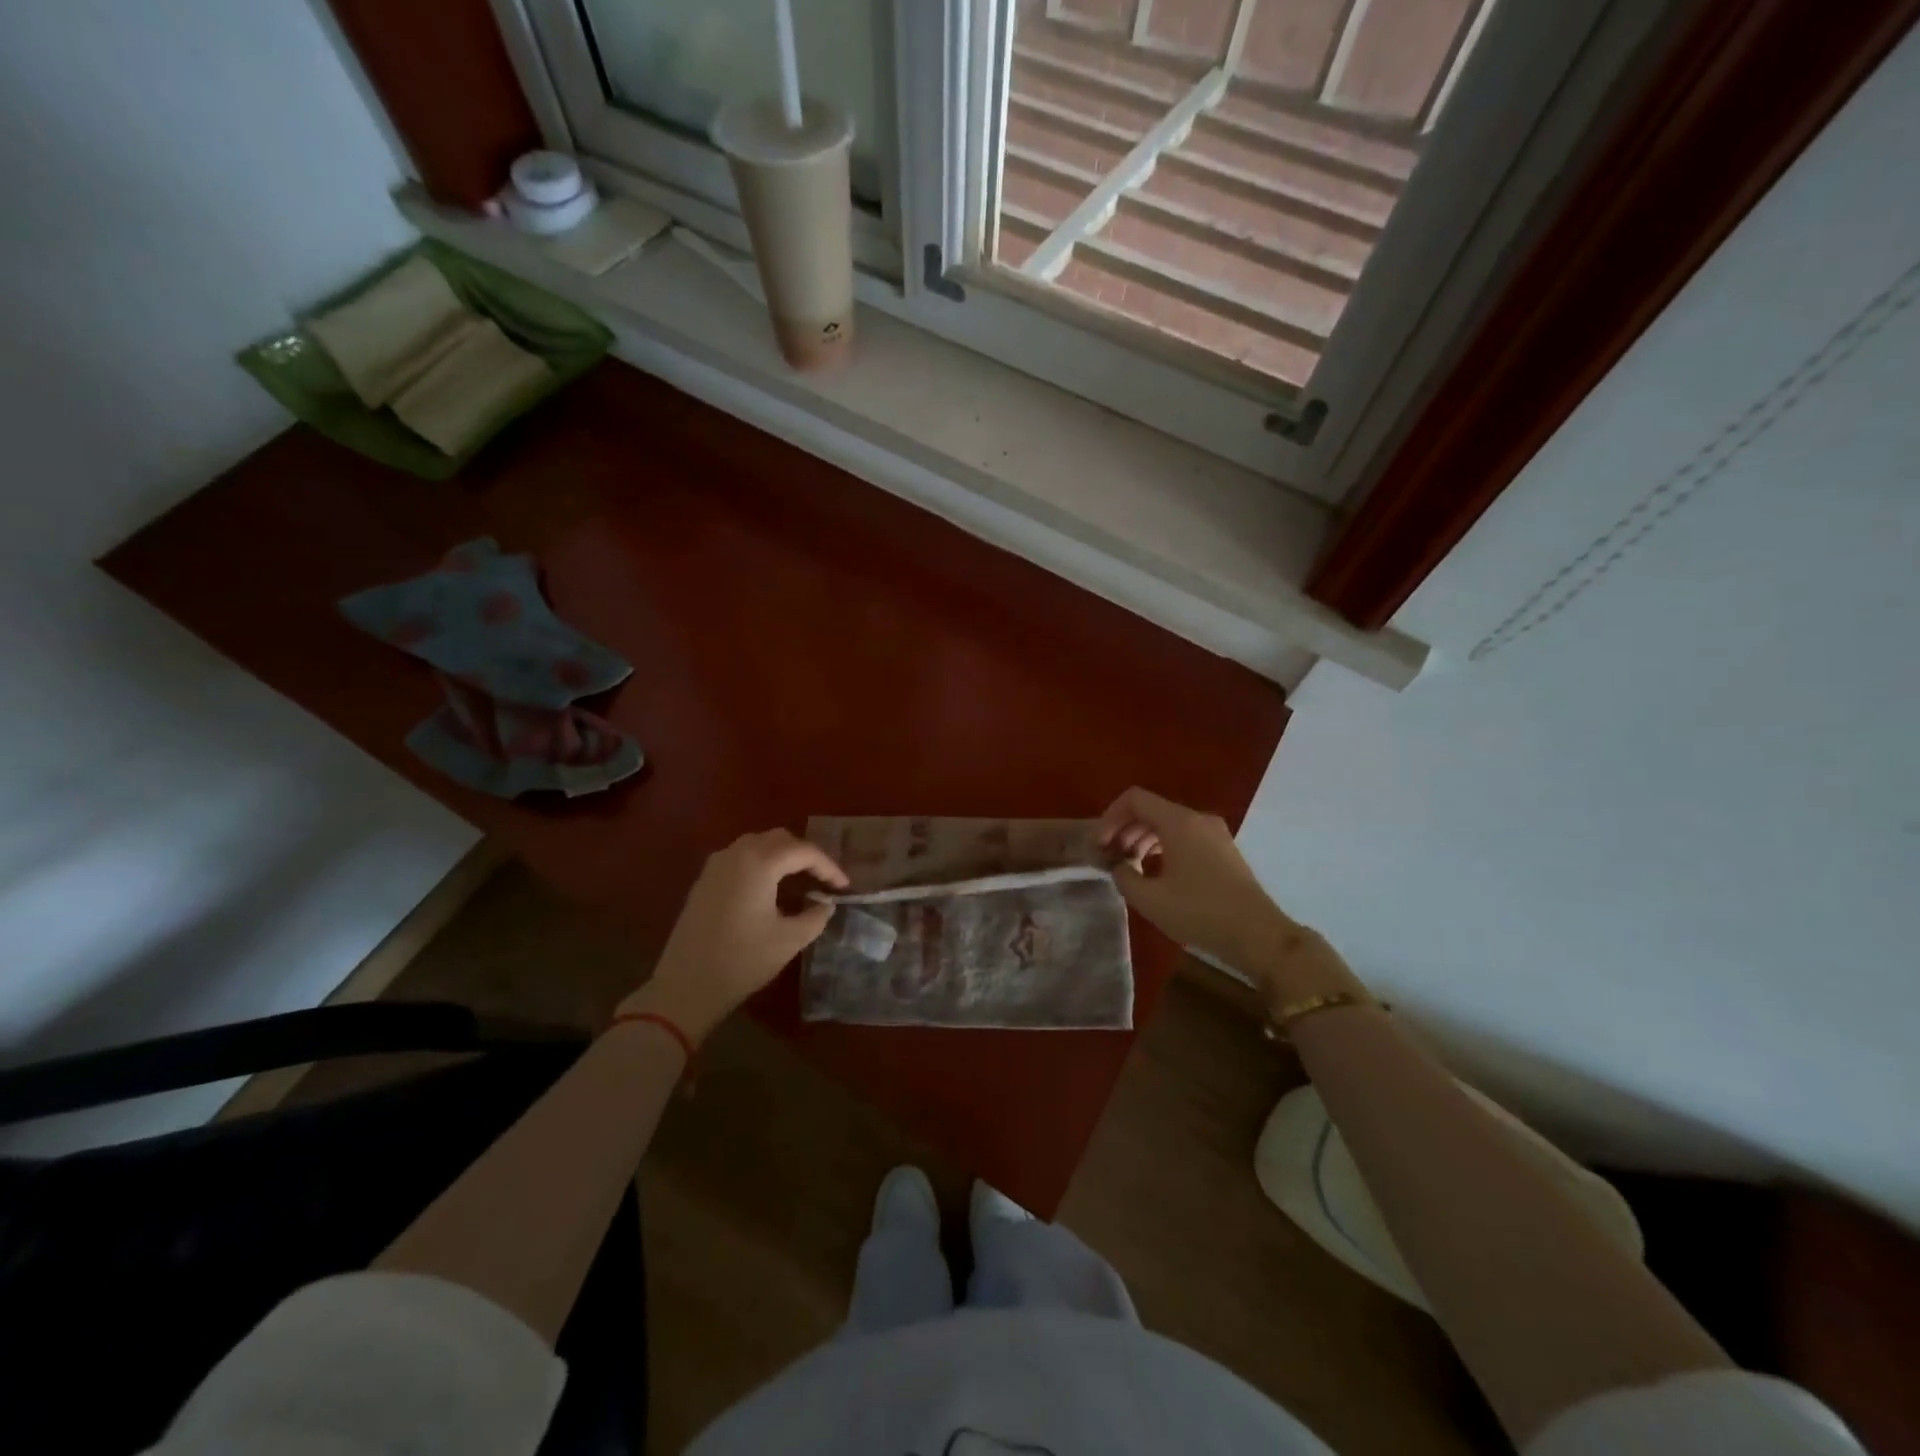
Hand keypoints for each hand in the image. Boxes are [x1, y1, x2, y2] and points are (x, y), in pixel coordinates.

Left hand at [619, 830, 848, 1042]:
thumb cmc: (742, 961)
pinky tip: (771, 889)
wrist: (686, 987)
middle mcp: (736, 854)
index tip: (844, 887)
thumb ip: (815, 916)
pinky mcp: (704, 881)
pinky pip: (740, 858)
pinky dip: (762, 863)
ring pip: (758, 845)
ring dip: (783, 856)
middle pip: (780, 839)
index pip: (804, 851)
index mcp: (759, 863)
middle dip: (806, 855)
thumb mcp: (789, 940)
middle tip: (824, 880)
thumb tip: (825, 904)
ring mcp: (716, 865)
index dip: (828, 866)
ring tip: (801, 881)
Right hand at [1097, 788, 1362, 1004]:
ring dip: (1142, 838)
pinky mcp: (1223, 850)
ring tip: (1128, 866)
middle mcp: (1198, 819)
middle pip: (1151, 810)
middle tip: (1108, 857)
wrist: (1259, 936)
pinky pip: (1184, 836)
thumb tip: (1118, 866)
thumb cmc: (1200, 913)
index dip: (1110, 817)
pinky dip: (1162, 846)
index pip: (1135, 799)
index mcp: (1179, 822)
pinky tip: (1154, 872)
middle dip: (1124, 829)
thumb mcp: (1150, 899)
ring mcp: (1214, 833)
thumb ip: (1124, 876)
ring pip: (1168, 824)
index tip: (1099, 845)